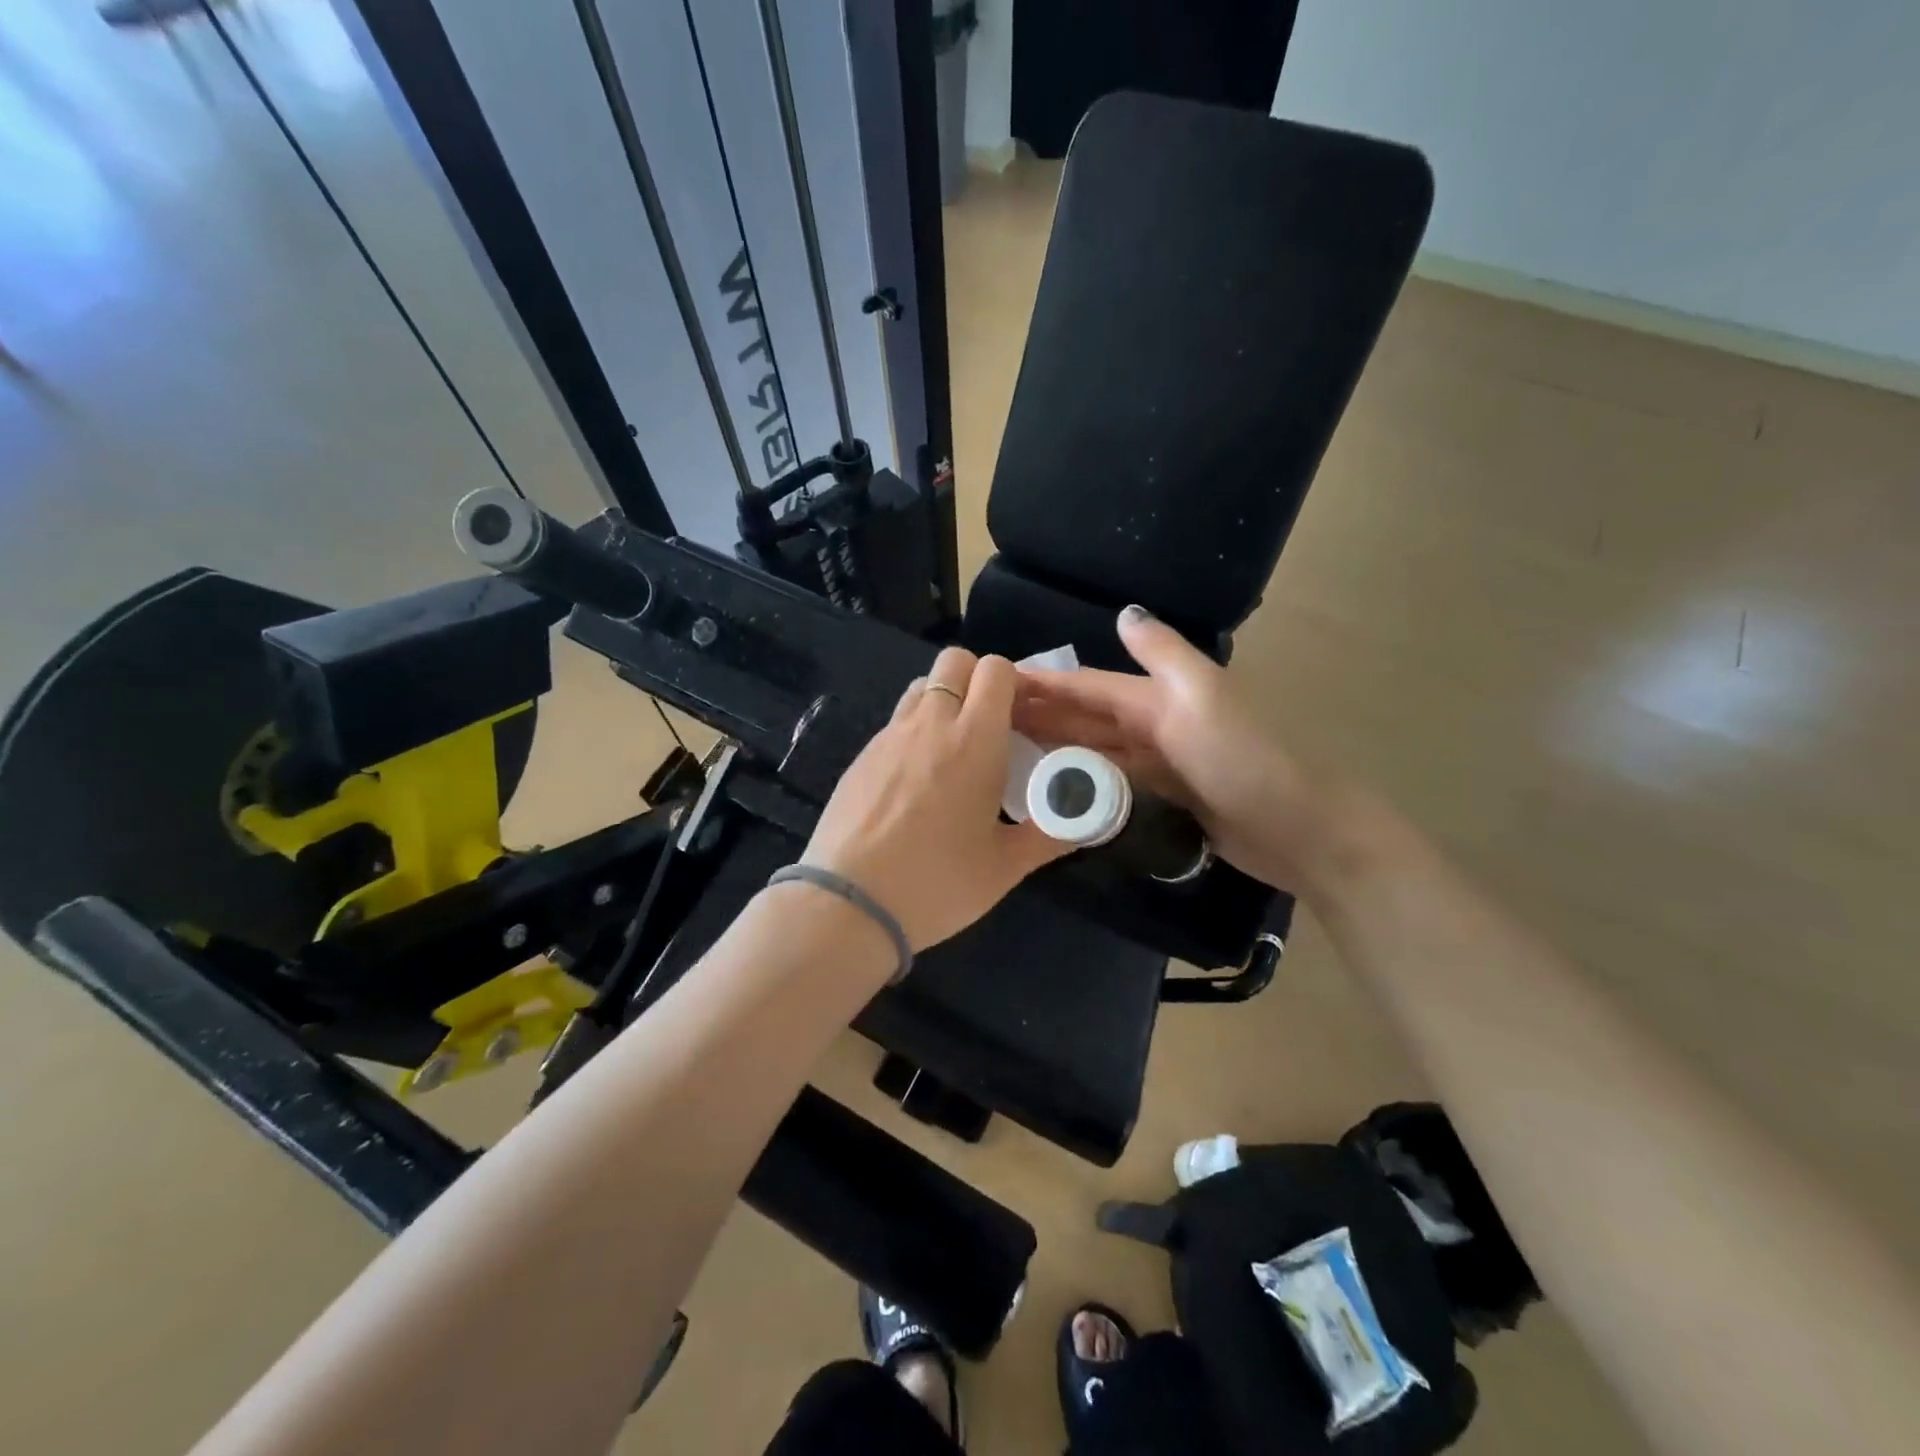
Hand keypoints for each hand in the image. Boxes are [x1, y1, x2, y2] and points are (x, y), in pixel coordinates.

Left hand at [803, 648, 1068, 950]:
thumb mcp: (1005, 867)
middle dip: (976, 680)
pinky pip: (895, 722)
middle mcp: (931, 723)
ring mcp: (889, 736)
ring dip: (943, 701)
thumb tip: (1080, 820)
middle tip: (989, 727)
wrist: (849, 903)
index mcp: (975, 740)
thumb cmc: (937, 882)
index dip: (1014, 683)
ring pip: (921, 687)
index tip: (1023, 718)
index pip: (995, 670)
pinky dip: (914, 731)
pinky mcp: (861, 755)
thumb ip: (1048, 835)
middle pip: (954, 661)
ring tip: (952, 751)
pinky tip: (915, 782)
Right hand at [1012, 606, 1322, 888]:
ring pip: (1095, 748)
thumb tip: (1123, 614)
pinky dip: (1082, 779)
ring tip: (1006, 750)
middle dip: (1040, 712)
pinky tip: (1054, 786)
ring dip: (1055, 745)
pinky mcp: (1166, 800)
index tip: (995, 682)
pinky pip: (1112, 782)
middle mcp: (1155, 724)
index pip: (1088, 685)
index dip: (1044, 682)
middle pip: (1086, 715)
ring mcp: (1161, 764)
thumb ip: (1162, 655)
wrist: (1298, 828)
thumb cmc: (1243, 759)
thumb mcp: (1201, 696)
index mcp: (1158, 696)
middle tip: (986, 719)